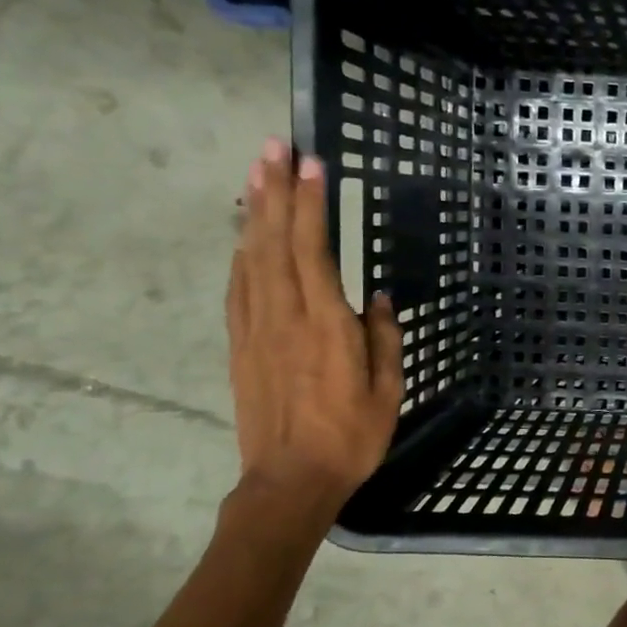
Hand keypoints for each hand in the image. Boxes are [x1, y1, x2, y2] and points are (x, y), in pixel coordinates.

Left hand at [225, 139, 401, 508]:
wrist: (289, 480)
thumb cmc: (351, 436)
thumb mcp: (388, 389)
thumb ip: (383, 338)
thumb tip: (379, 298)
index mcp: (326, 325)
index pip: (313, 250)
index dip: (310, 205)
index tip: (312, 164)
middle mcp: (284, 316)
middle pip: (273, 242)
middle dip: (274, 191)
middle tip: (273, 147)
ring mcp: (255, 328)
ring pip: (249, 258)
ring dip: (252, 212)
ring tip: (254, 173)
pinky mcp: (240, 344)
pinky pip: (238, 286)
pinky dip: (240, 252)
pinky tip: (243, 234)